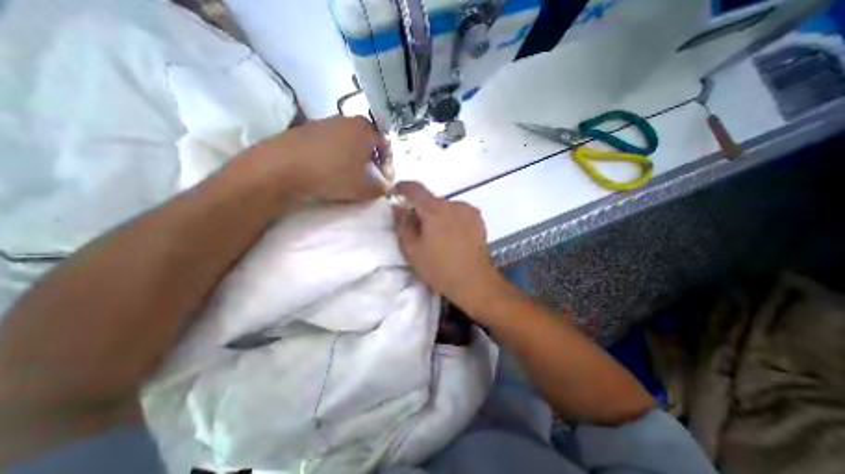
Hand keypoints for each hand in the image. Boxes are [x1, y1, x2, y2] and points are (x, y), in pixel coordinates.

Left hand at [230, 117, 389, 202]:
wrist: (282, 169)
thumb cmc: (332, 175)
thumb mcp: (365, 188)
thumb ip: (382, 188)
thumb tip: (385, 186)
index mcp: (364, 129)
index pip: (386, 145)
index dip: (388, 166)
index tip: (384, 182)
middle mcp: (346, 119)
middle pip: (366, 142)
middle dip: (371, 161)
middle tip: (368, 178)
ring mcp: (324, 122)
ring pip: (347, 141)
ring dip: (352, 158)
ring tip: (347, 175)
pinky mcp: (305, 129)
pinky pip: (329, 143)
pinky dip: (335, 156)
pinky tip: (328, 170)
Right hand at [394, 181, 511, 314]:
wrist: (474, 281)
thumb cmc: (439, 268)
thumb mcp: (411, 250)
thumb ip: (402, 224)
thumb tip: (398, 207)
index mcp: (435, 210)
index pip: (415, 189)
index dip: (403, 187)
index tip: (396, 192)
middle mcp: (454, 204)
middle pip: (432, 200)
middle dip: (422, 210)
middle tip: (419, 229)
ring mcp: (468, 210)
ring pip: (445, 207)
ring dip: (438, 215)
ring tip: (439, 237)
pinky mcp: (478, 218)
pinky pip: (458, 212)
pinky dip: (451, 219)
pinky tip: (453, 237)